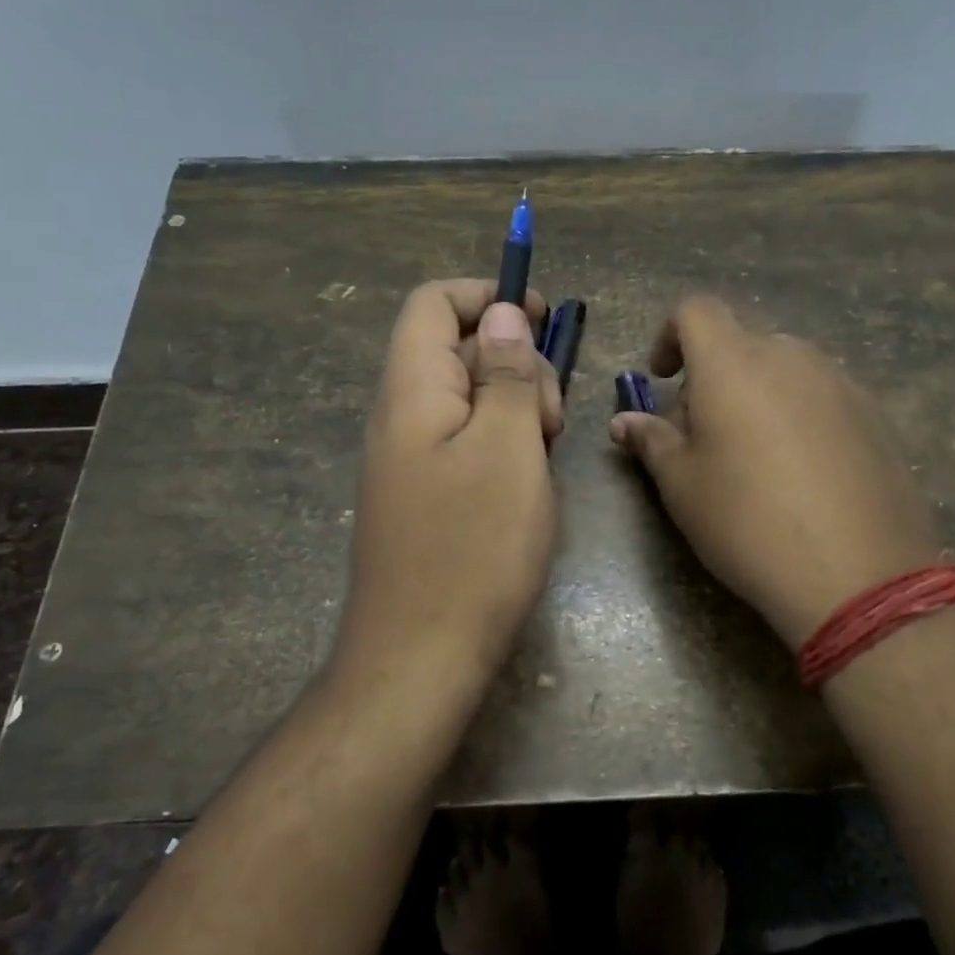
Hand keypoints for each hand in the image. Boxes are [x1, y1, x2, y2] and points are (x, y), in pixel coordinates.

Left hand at [339, 279, 563, 684]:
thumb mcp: (506, 447)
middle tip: (551, 418)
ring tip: (546, 454)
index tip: (544, 318)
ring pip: (470, 399)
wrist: (420, 658)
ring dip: (516, 408)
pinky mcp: (426, 495)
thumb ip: (505, 374)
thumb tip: (502, 314)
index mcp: (412, 390)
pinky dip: (504, 445)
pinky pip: (467, 442)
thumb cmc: (472, 547)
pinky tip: (529, 483)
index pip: (434, 304)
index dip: (488, 296)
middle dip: (515, 362)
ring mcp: (411, 459)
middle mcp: (402, 415)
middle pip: (458, 349)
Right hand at [610, 297, 941, 648]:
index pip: (696, 311)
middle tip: (702, 437)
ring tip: (754, 458)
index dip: (670, 336)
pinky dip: (797, 415)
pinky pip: (821, 396)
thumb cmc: (747, 521)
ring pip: (783, 370)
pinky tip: (802, 473)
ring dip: (756, 395)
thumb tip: (624, 421)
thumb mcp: (682, 485)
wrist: (857, 574)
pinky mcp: (875, 414)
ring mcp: (840, 382)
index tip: (662, 379)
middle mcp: (790, 356)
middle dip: (711, 379)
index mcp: (733, 363)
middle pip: (739, 345)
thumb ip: (651, 440)